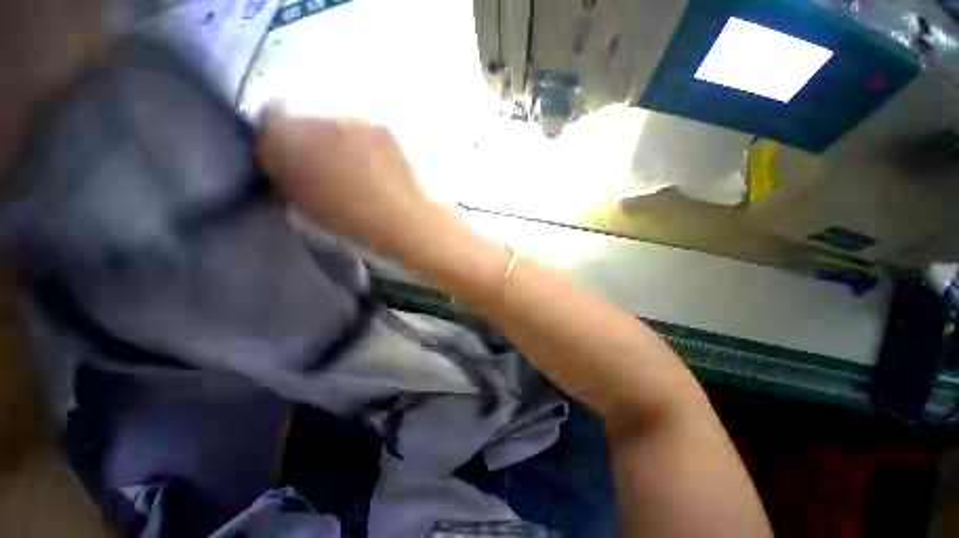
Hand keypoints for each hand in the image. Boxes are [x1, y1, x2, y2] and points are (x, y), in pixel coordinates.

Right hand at [257, 106, 434, 253]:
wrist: (400, 220)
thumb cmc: (349, 222)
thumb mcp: (302, 203)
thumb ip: (285, 174)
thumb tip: (281, 158)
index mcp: (290, 141)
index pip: (270, 122)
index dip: (278, 139)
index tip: (289, 157)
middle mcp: (319, 121)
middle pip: (306, 123)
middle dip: (310, 142)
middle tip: (327, 169)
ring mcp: (355, 122)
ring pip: (337, 126)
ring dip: (339, 143)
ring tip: (358, 171)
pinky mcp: (382, 129)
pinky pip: (364, 133)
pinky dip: (364, 146)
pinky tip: (377, 168)